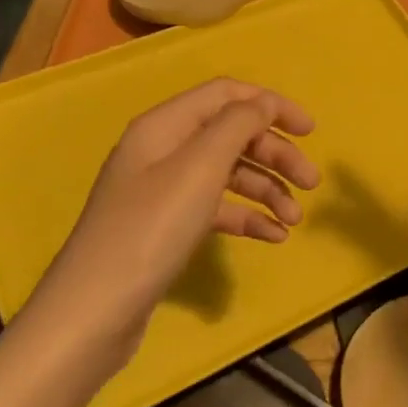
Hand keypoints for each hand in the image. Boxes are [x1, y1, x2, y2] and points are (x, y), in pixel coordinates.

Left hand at [30, 79, 318, 360]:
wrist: (95, 311)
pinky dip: (248, 218)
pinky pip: (218, 210)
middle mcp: (164, 151)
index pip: (227, 95)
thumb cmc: (151, 229)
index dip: (271, 105)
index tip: (311, 131)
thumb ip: (237, 126)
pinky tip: (274, 238)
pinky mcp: (168, 228)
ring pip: (229, 175)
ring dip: (267, 190)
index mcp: (165, 125)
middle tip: (312, 184)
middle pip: (232, 136)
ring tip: (295, 220)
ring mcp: (164, 191)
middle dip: (276, 154)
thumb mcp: (199, 167)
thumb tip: (264, 104)